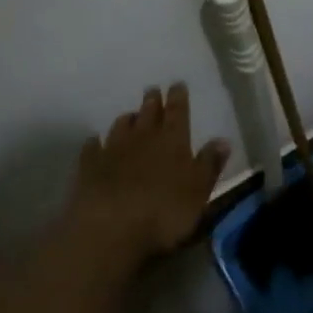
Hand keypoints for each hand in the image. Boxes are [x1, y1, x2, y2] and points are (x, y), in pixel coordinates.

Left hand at [67, 83, 230, 262]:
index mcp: (173, 140)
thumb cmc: (163, 211)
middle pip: (148, 113)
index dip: (178, 97)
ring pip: (121, 126)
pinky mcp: (89, 166)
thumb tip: (222, 140)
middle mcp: (143, 137)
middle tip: (152, 91)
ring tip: (130, 116)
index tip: (177, 84)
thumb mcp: (198, 192)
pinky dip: (95, 143)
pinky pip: (92, 148)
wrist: (109, 228)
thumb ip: (209, 164)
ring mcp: (113, 149)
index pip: (178, 111)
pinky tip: (94, 142)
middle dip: (152, 101)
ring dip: (127, 119)